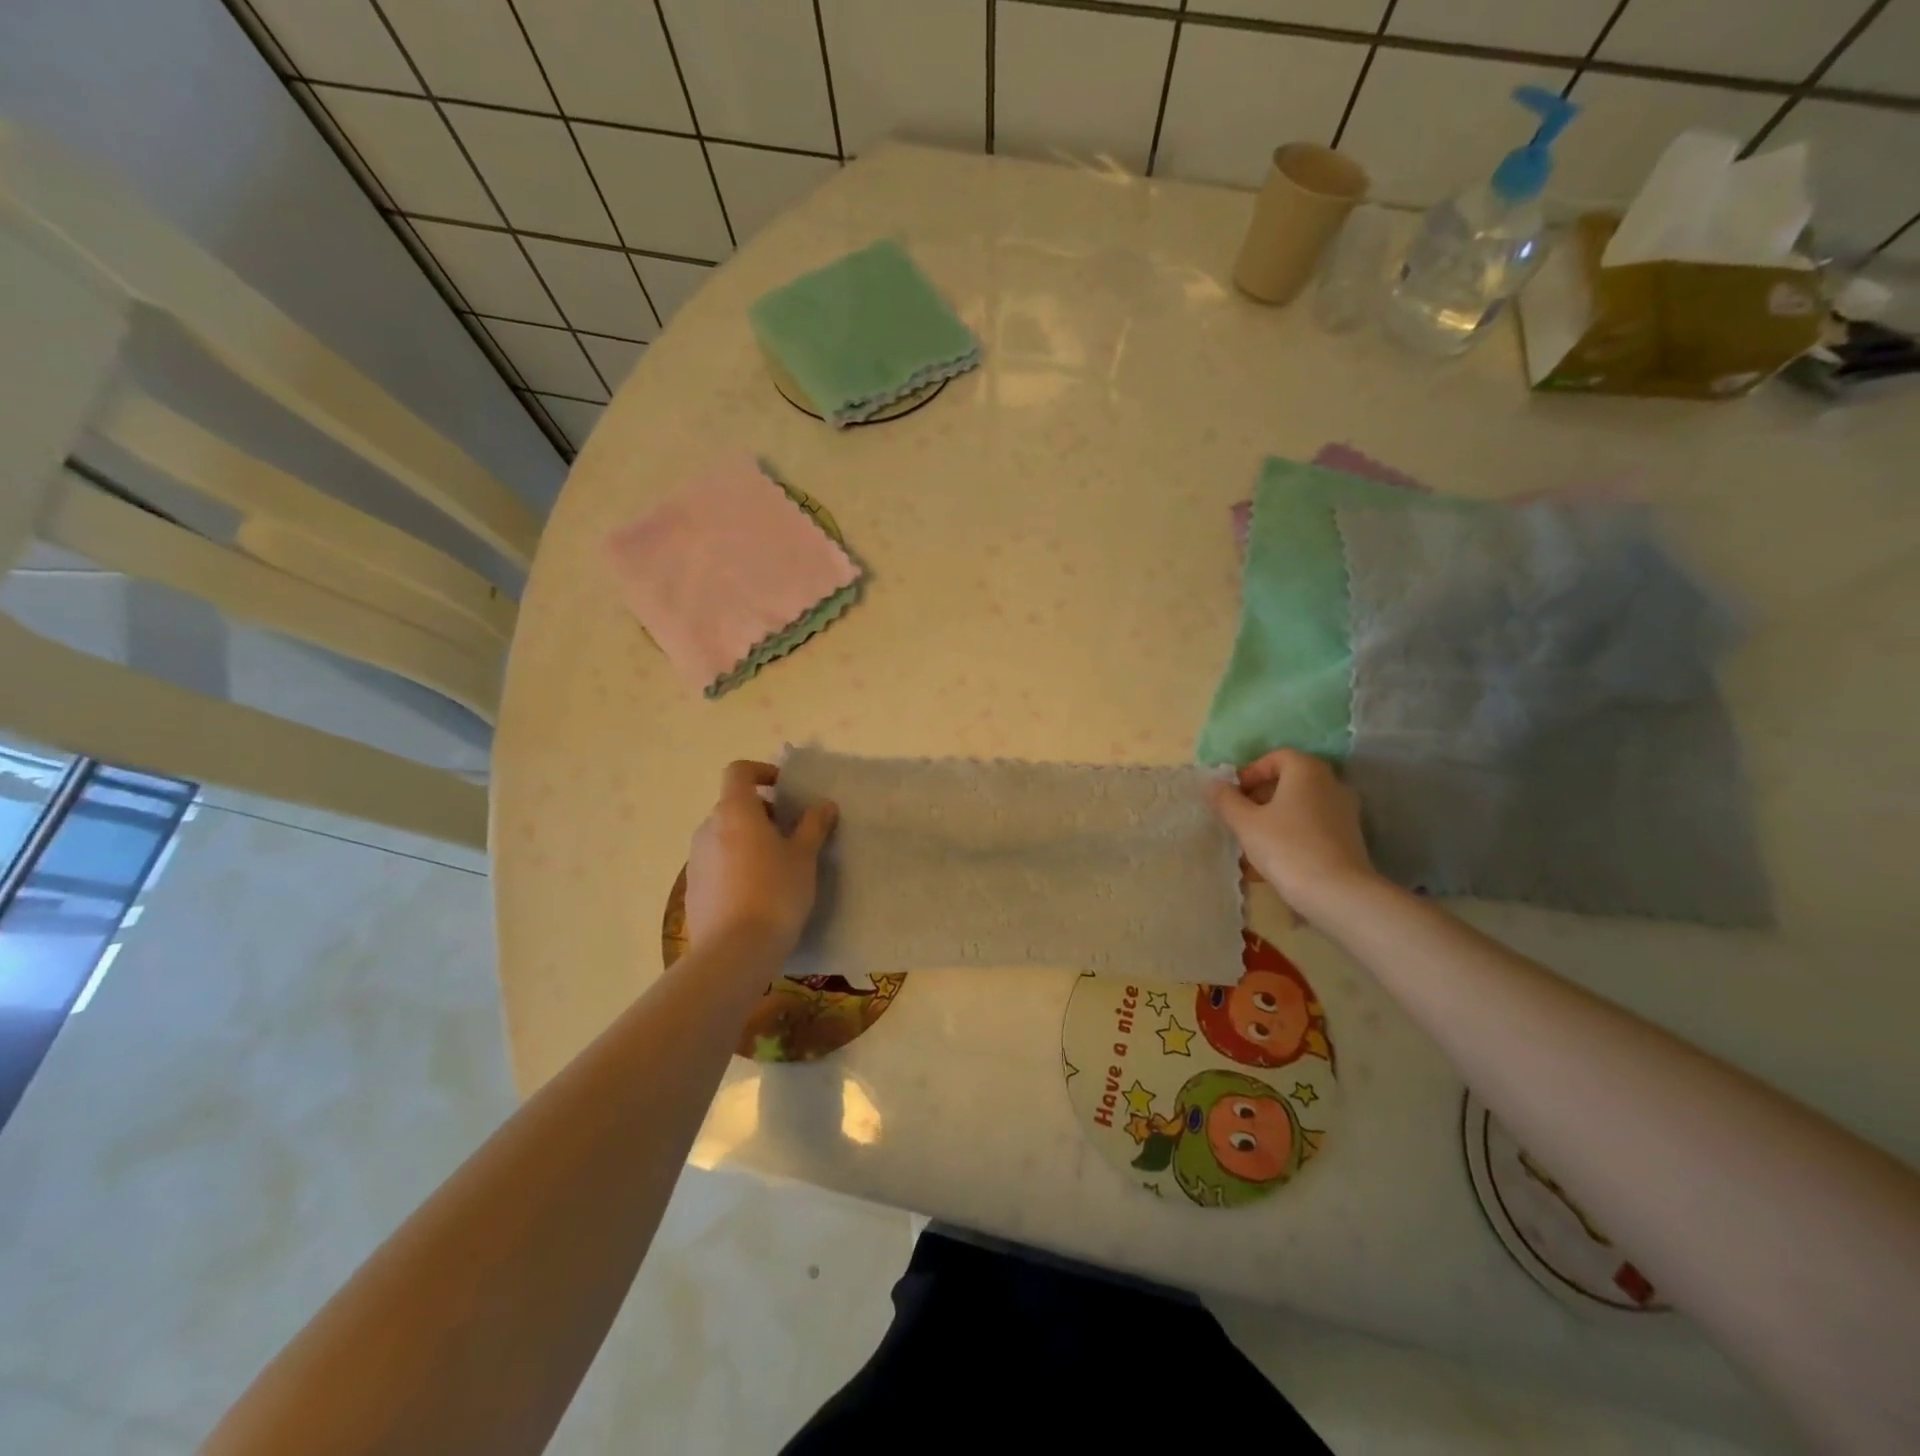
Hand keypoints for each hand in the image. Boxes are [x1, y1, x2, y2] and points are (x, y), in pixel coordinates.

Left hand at [686, 760, 836, 953]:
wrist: (734, 951)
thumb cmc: (775, 892)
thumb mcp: (804, 857)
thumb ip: (814, 825)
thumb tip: (824, 805)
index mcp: (735, 811)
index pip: (738, 772)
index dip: (762, 772)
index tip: (785, 789)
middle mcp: (709, 828)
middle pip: (733, 805)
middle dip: (762, 812)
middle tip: (790, 834)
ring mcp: (696, 860)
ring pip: (725, 836)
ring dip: (748, 840)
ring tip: (777, 866)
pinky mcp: (693, 889)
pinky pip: (717, 864)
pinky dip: (736, 865)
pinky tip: (757, 893)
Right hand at [1207, 749, 1378, 919]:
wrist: (1338, 894)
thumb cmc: (1287, 848)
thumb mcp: (1246, 823)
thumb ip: (1226, 801)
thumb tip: (1214, 785)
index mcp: (1307, 771)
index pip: (1276, 757)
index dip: (1250, 772)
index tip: (1232, 795)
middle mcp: (1331, 785)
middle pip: (1288, 783)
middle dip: (1258, 799)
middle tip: (1237, 819)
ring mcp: (1344, 813)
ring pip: (1298, 809)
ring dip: (1272, 821)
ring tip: (1249, 846)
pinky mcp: (1349, 840)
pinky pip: (1311, 829)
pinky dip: (1290, 838)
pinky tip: (1270, 865)